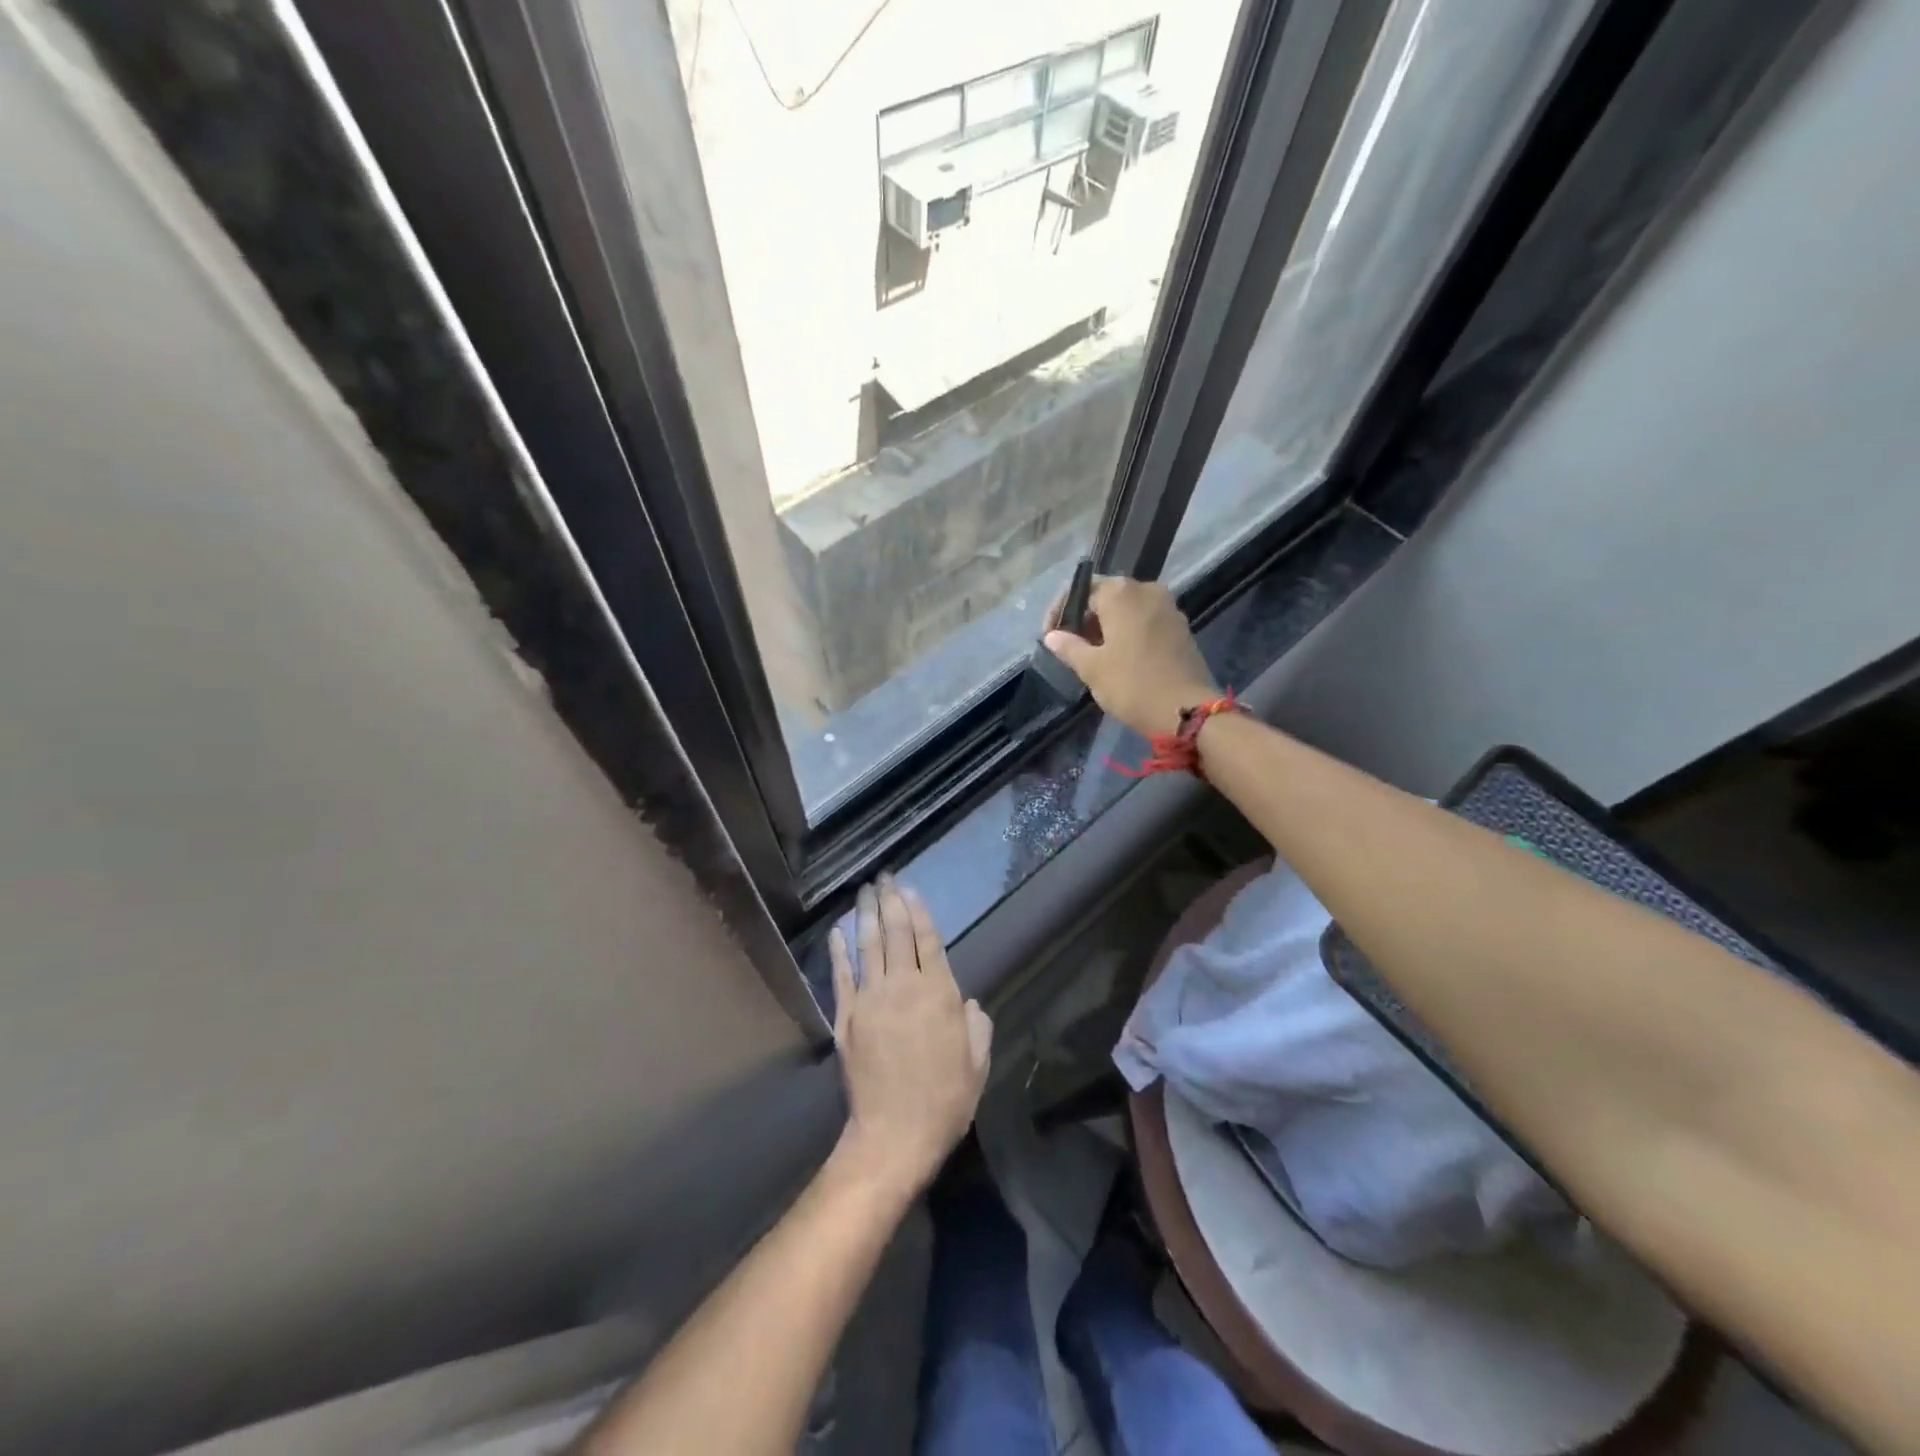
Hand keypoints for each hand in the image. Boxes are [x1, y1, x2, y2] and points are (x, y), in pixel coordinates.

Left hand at [829, 876, 991, 1200]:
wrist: (894, 1135)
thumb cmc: (944, 1100)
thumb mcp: (977, 1064)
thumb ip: (976, 1026)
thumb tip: (968, 1003)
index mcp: (939, 994)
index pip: (928, 940)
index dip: (918, 911)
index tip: (909, 889)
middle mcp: (904, 987)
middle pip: (896, 933)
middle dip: (891, 901)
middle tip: (885, 876)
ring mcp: (870, 1000)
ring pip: (868, 946)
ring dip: (866, 914)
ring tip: (865, 890)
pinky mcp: (846, 1018)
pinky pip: (841, 976)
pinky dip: (838, 950)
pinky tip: (837, 930)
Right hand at [1044, 576, 1218, 737]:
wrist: (1187, 711)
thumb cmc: (1132, 685)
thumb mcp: (1092, 668)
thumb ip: (1068, 646)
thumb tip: (1052, 636)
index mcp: (1121, 592)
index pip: (1080, 590)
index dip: (1059, 612)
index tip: (1049, 637)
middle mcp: (1146, 589)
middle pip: (1105, 597)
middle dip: (1084, 620)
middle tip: (1068, 648)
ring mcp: (1168, 607)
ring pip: (1126, 610)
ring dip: (1106, 627)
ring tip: (1091, 655)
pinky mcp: (1181, 627)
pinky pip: (1145, 621)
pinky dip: (1127, 633)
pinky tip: (1118, 658)